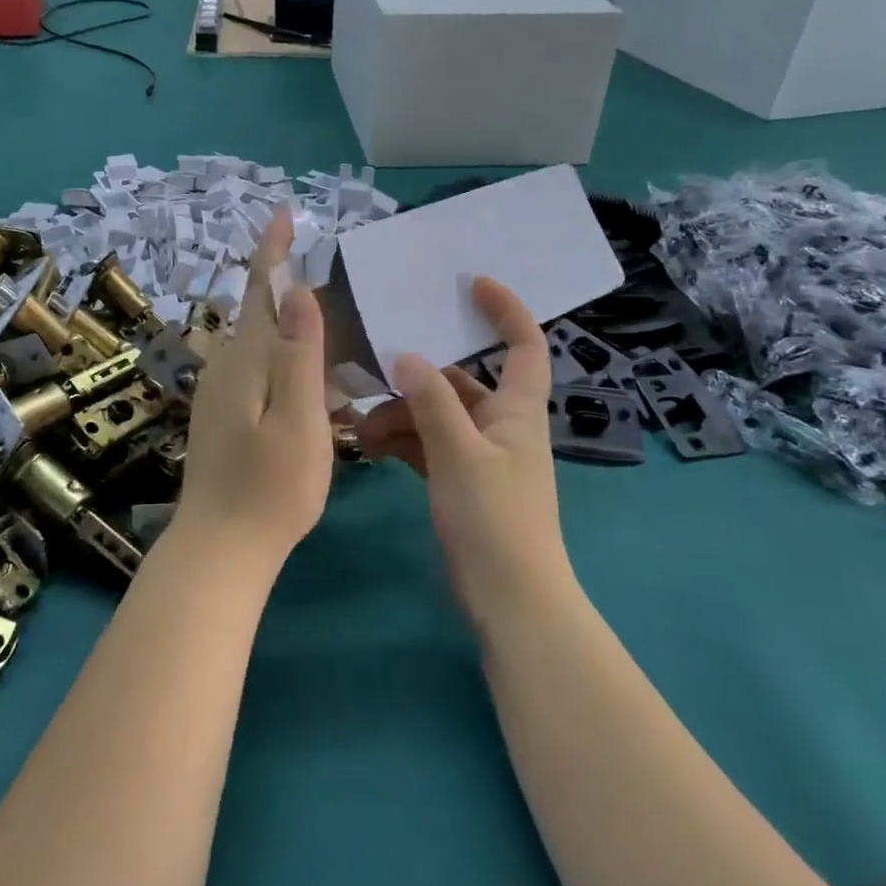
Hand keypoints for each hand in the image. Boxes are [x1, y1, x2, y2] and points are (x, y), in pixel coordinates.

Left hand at [177, 211, 332, 567]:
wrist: (220, 546)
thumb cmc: (270, 487)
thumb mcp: (299, 419)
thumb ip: (300, 354)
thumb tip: (300, 290)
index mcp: (247, 359)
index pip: (260, 288)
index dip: (273, 249)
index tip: (284, 213)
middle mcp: (227, 365)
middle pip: (259, 310)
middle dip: (286, 283)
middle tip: (330, 272)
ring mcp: (220, 391)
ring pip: (259, 340)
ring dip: (288, 322)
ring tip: (328, 319)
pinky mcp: (223, 414)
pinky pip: (258, 367)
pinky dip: (283, 355)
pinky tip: (308, 373)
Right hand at [357, 277, 571, 626]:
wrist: (510, 601)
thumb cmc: (495, 519)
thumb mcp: (459, 453)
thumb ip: (431, 400)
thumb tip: (406, 355)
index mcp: (517, 409)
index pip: (524, 345)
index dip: (505, 310)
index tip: (472, 284)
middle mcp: (502, 424)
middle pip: (461, 383)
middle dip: (418, 379)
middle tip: (373, 376)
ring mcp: (481, 454)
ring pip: (438, 416)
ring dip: (402, 416)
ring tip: (361, 429)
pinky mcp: (463, 481)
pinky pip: (430, 446)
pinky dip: (404, 442)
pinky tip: (371, 448)